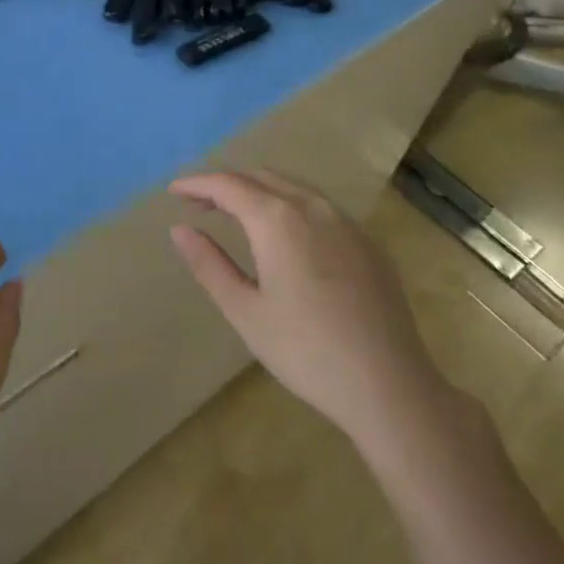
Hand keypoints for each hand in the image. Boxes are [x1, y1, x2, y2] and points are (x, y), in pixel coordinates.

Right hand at [169, 170, 445, 446]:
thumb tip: (180, 229)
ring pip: (293, 187)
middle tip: (199, 203)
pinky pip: (319, 206)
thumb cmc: (305, 351)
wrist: (390, 385)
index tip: (174, 191)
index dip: (197, 184)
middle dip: (226, 184)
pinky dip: (289, 205)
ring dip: (259, 191)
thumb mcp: (245, 311)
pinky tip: (285, 236)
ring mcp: (346, 222)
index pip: (228, 184)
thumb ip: (209, 264)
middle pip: (260, 177)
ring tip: (236, 214)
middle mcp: (313, 207)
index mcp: (277, 219)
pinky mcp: (368, 243)